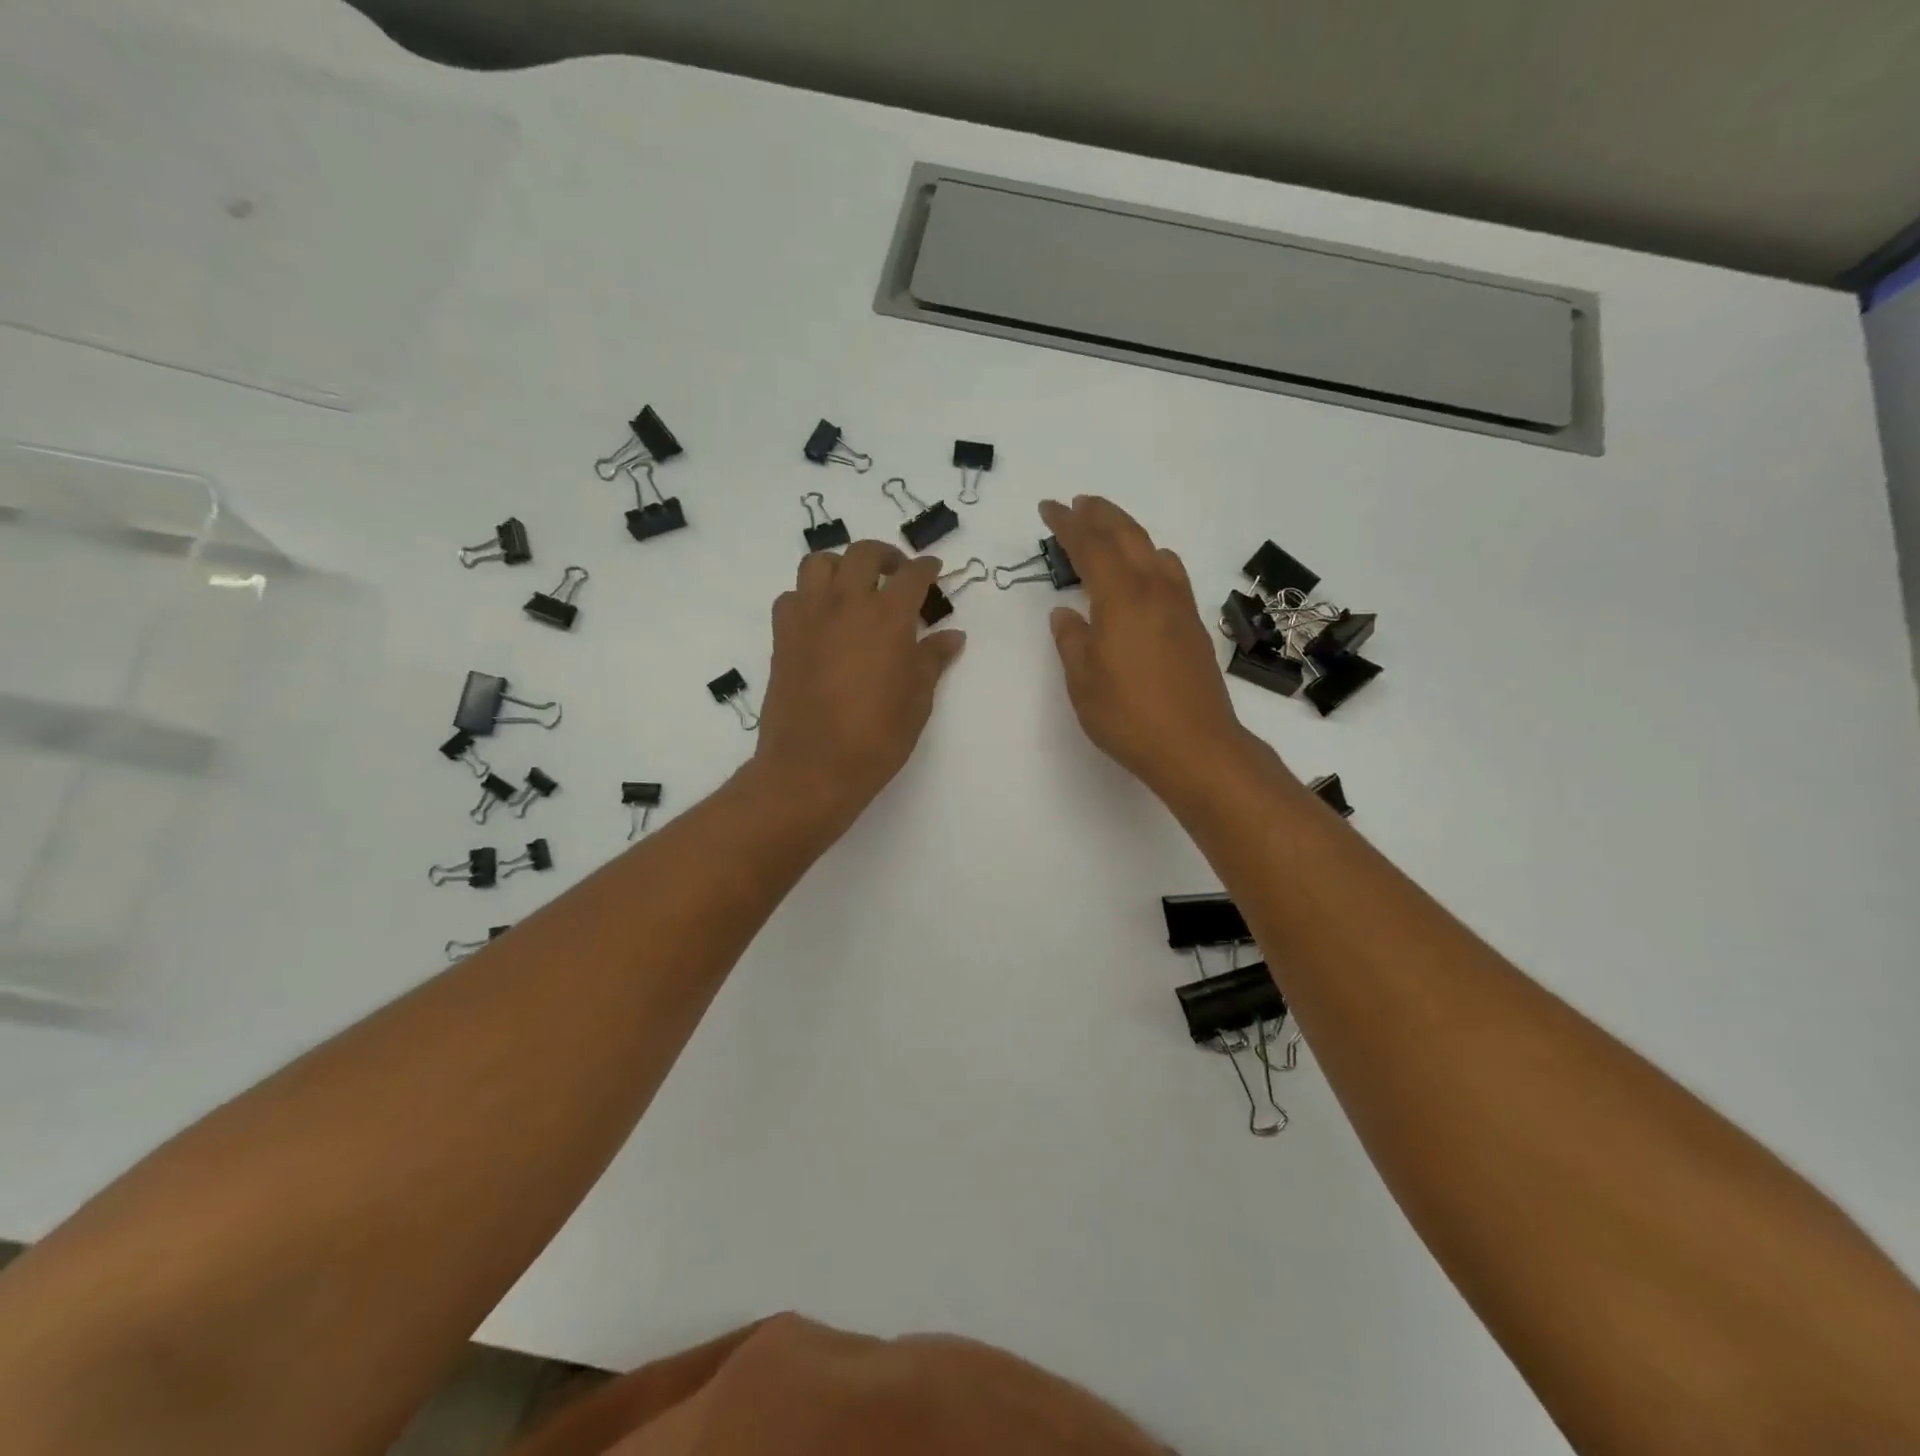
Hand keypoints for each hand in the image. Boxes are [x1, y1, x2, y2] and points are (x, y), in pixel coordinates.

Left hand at [754, 539, 965, 836]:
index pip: (912, 575)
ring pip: (819, 563)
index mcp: (888, 618)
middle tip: (896, 572)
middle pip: (863, 554)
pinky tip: (821, 617)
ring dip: (841, 565)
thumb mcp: (917, 700)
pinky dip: (809, 595)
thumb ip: (932, 660)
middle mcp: (846, 604)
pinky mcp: (782, 635)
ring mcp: (809, 616)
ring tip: (853, 585)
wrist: (812, 767)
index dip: (927, 568)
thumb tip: (952, 636)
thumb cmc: (876, 738)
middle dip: (885, 556)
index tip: (934, 570)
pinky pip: (793, 596)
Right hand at [1042, 496, 1260, 800]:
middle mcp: (1154, 590)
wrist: (1196, 746)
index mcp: (1121, 597)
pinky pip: (1170, 573)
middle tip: (1078, 504)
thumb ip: (1072, 640)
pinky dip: (1149, 557)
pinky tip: (1143, 574)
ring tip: (1109, 533)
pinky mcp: (1193, 626)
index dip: (1067, 524)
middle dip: (1100, 515)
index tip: (1048, 507)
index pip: (1090, 546)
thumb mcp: (1083, 680)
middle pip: (1128, 535)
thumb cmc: (1129, 715)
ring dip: (1128, 533)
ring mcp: (1179, 606)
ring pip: (1154, 550)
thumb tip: (1066, 613)